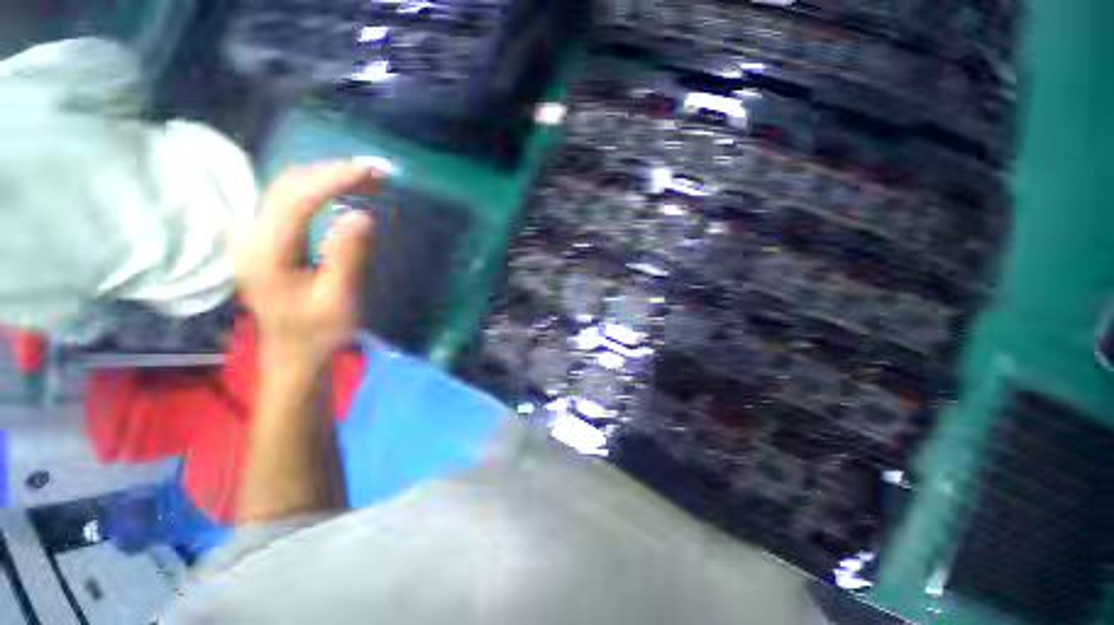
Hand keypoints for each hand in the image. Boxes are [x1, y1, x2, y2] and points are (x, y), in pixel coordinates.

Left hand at [234, 161, 378, 368]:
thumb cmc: (319, 331)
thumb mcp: (339, 300)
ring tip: (368, 179)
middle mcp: (251, 235)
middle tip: (378, 173)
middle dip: (334, 172)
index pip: (297, 198)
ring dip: (329, 177)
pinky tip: (343, 190)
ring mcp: (254, 233)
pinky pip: (291, 198)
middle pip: (289, 184)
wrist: (293, 350)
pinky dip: (320, 188)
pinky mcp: (265, 235)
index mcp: (266, 253)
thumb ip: (347, 258)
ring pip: (288, 187)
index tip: (372, 172)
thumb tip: (362, 216)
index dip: (334, 179)